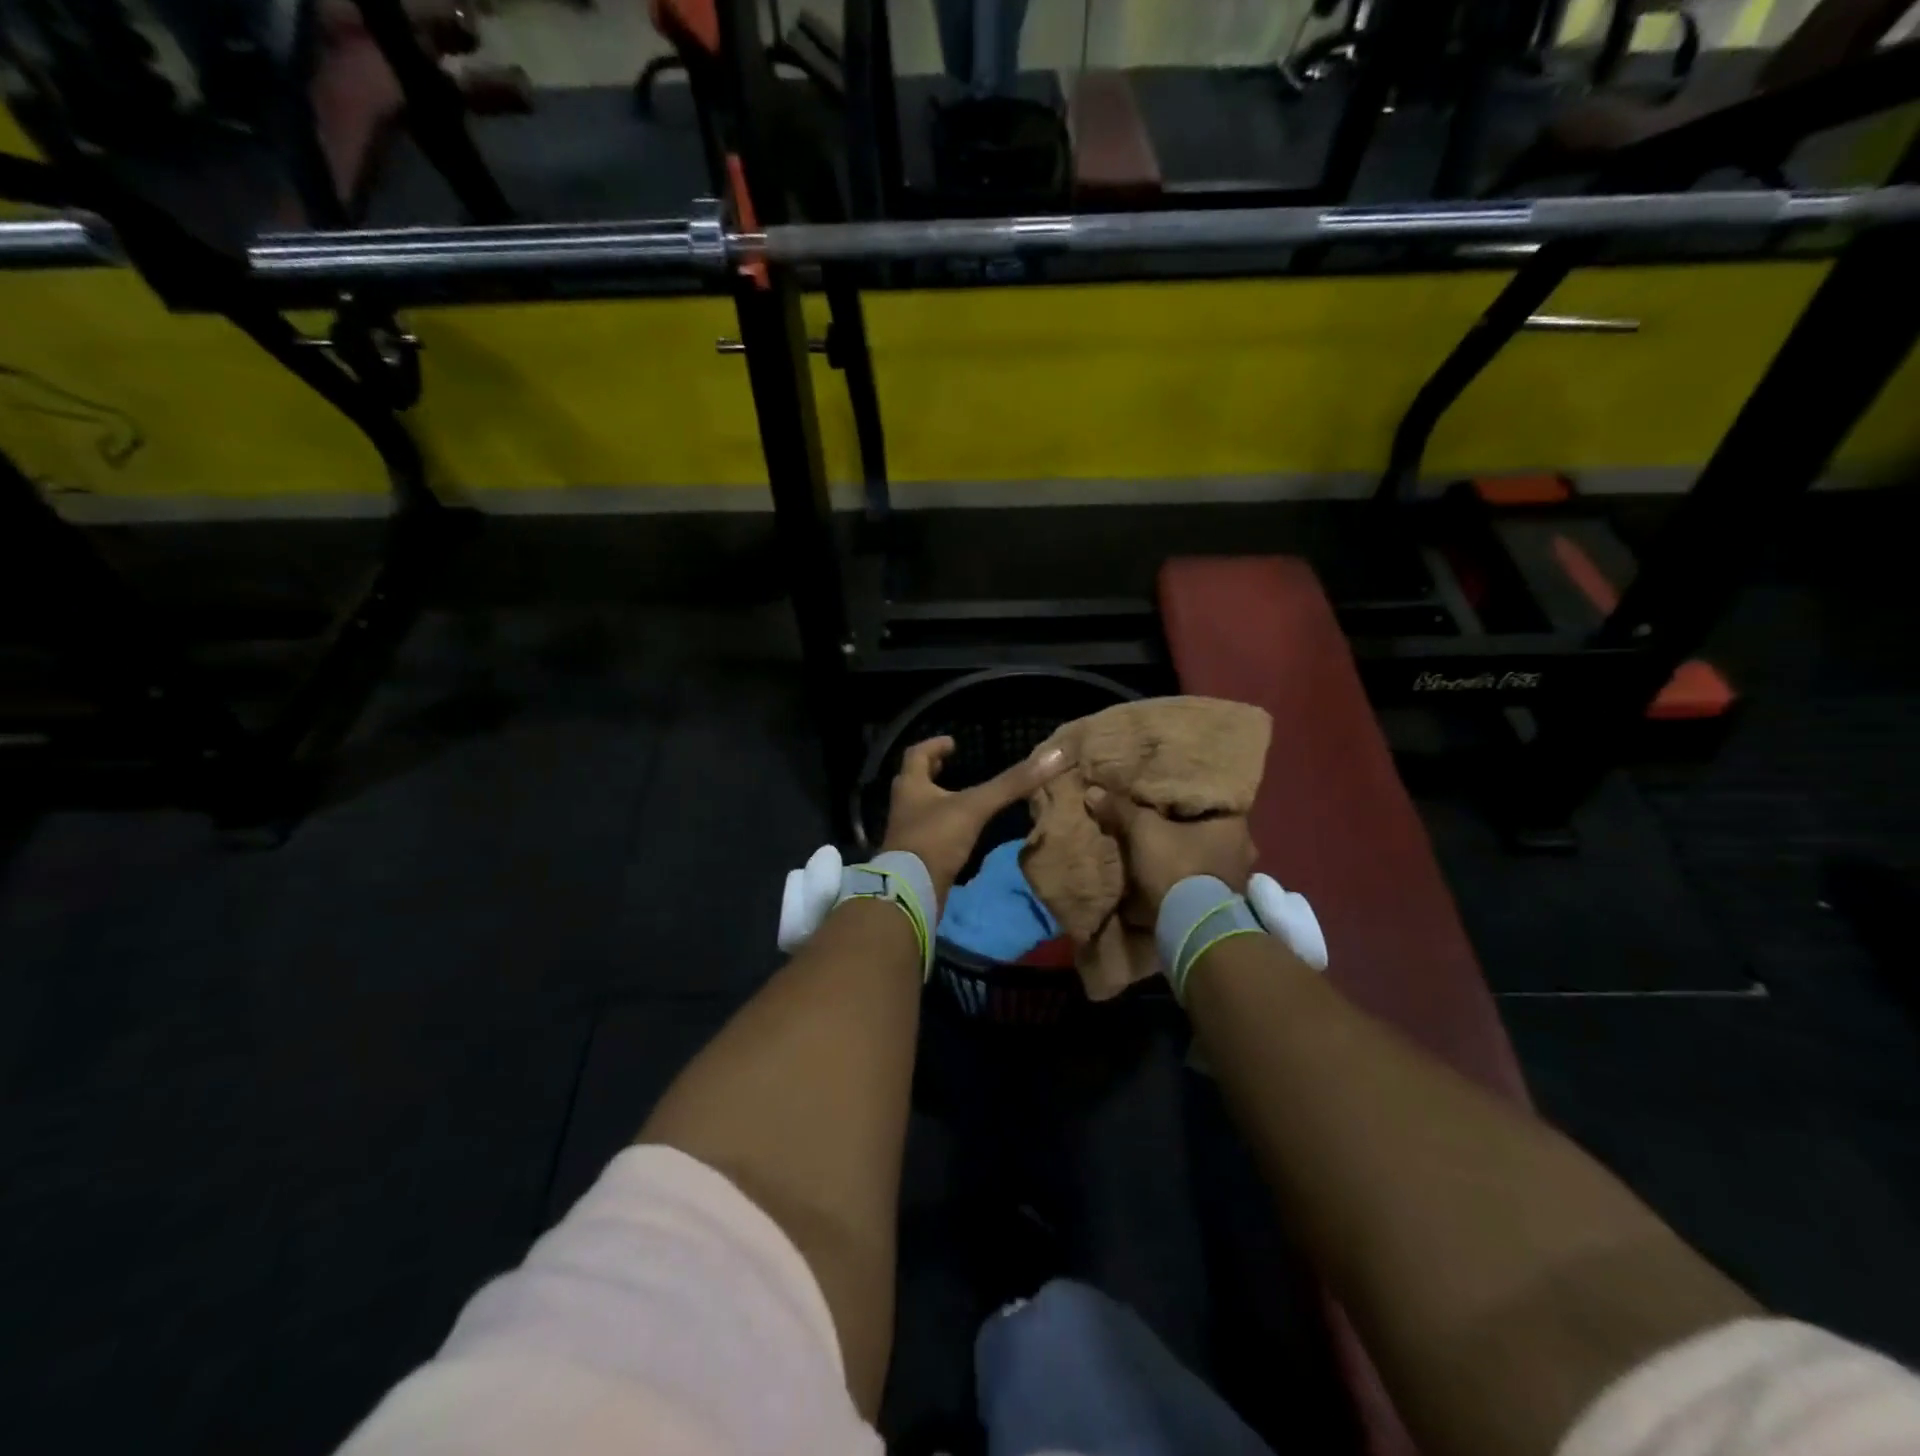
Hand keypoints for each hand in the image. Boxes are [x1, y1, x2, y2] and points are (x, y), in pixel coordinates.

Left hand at [881, 738, 1070, 906]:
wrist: (910, 891)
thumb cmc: (935, 839)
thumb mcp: (975, 807)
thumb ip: (1010, 784)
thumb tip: (1052, 756)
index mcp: (911, 786)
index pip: (917, 754)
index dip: (934, 746)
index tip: (953, 742)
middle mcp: (904, 805)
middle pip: (913, 780)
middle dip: (932, 771)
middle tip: (949, 765)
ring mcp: (907, 832)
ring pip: (920, 807)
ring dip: (936, 799)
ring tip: (959, 797)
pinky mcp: (913, 856)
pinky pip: (927, 832)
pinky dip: (942, 826)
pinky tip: (959, 831)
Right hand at [1086, 787, 1257, 912]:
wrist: (1191, 927)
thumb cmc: (1176, 866)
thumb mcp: (1143, 831)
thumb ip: (1121, 810)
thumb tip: (1093, 792)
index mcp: (1234, 824)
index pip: (1209, 797)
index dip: (1184, 793)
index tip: (1164, 793)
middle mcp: (1244, 849)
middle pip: (1207, 827)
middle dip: (1183, 826)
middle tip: (1157, 818)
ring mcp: (1237, 880)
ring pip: (1205, 855)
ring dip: (1185, 853)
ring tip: (1158, 846)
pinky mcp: (1225, 904)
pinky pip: (1202, 879)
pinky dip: (1186, 875)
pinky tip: (1166, 872)